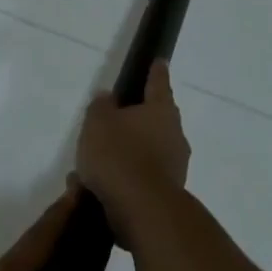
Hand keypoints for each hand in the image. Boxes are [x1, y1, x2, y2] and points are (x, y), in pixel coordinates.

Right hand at [75, 60, 190, 244]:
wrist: (142, 209)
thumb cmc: (119, 155)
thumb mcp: (98, 123)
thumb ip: (101, 107)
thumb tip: (108, 98)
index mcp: (161, 111)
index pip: (158, 84)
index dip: (155, 72)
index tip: (159, 61)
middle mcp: (174, 135)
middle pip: (156, 120)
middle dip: (137, 119)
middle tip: (115, 120)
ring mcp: (175, 165)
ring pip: (148, 151)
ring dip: (127, 153)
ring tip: (96, 162)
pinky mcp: (167, 193)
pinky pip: (142, 177)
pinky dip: (125, 177)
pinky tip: (100, 186)